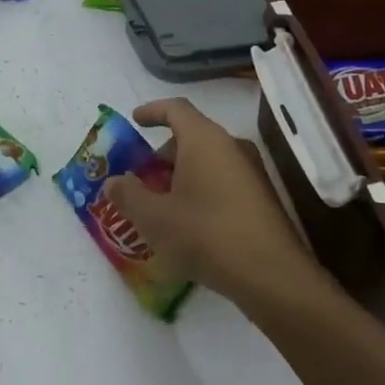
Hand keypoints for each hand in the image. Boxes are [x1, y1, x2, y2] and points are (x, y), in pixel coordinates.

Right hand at [102, 99, 319, 300]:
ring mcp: (251, 172)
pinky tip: (188, 224)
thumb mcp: (154, 218)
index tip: (134, 121)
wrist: (272, 276)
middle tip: (140, 180)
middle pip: (191, 137)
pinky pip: (222, 180)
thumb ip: (127, 195)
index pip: (176, 108)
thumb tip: (113, 182)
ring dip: (180, 176)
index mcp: (204, 140)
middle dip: (162, 155)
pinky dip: (200, 190)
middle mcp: (231, 146)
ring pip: (207, 161)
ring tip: (160, 206)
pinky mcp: (261, 198)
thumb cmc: (206, 235)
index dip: (152, 111)